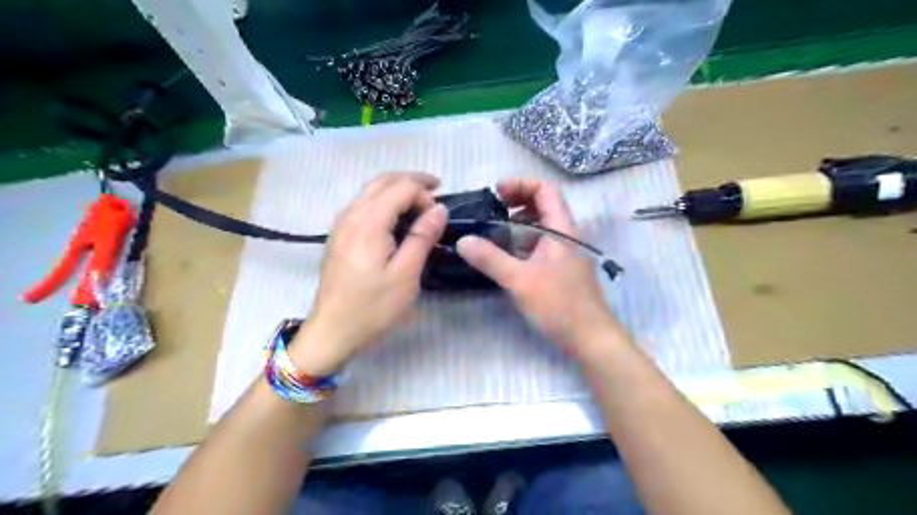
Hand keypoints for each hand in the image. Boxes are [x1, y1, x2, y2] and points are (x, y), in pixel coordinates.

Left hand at [291, 173, 450, 373]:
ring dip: (396, 189)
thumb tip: (439, 208)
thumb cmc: (373, 306)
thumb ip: (423, 237)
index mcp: (368, 222)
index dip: (424, 194)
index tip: (439, 217)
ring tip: (419, 203)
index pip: (401, 187)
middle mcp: (351, 215)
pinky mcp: (338, 236)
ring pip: (370, 191)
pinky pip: (362, 205)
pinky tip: (394, 219)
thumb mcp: (406, 274)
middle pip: (383, 181)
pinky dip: (383, 202)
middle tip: (436, 191)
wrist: (332, 330)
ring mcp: (341, 225)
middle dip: (412, 181)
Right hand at [457, 178, 623, 352]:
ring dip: (516, 226)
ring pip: (539, 228)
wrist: (590, 338)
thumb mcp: (520, 280)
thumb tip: (462, 240)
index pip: (546, 190)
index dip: (521, 185)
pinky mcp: (559, 270)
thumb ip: (490, 259)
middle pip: (543, 206)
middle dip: (516, 203)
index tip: (496, 191)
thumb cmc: (559, 304)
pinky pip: (538, 247)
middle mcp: (565, 236)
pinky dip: (521, 244)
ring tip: (492, 233)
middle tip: (490, 210)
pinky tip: (504, 256)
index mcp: (562, 229)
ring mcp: (563, 254)